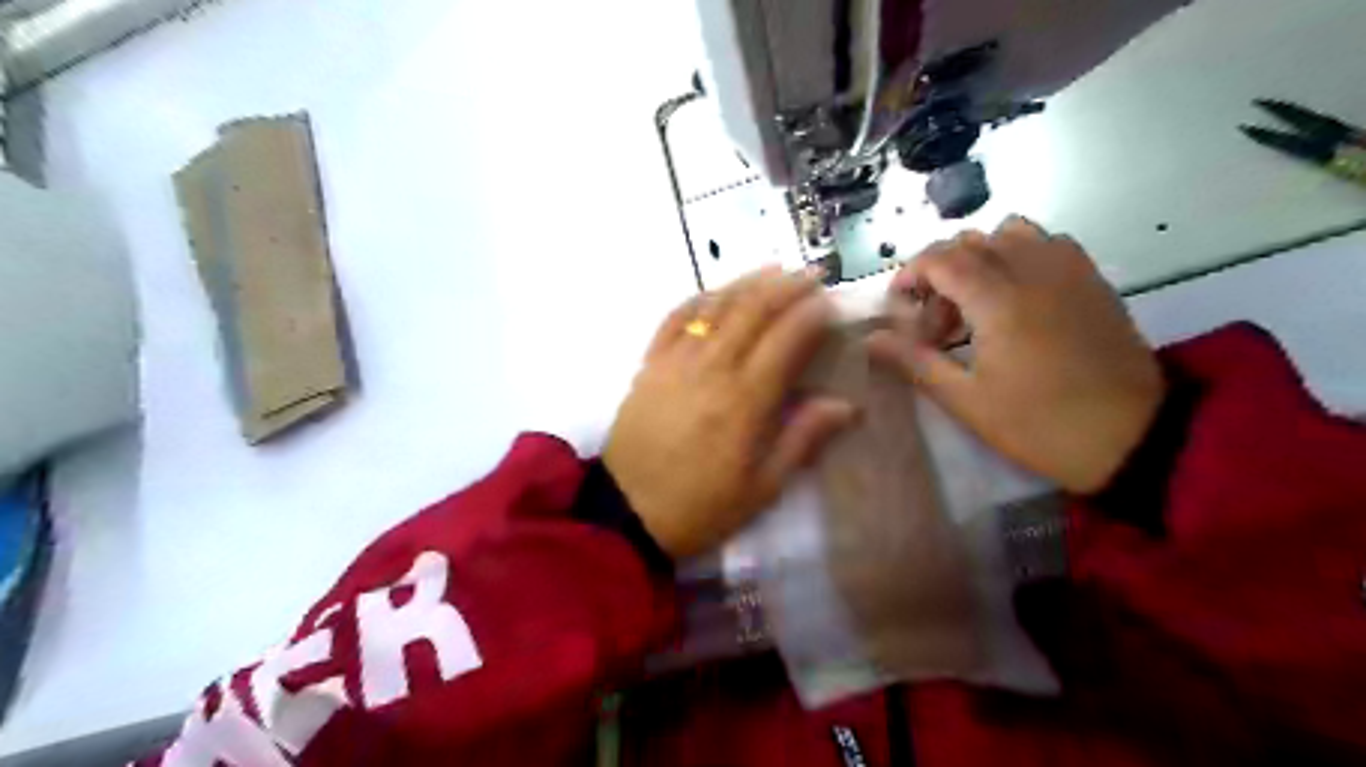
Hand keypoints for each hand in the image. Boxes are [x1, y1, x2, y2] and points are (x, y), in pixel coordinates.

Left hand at [605, 267, 851, 556]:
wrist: (627, 514)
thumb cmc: (701, 506)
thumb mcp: (762, 487)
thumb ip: (803, 439)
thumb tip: (846, 405)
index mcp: (744, 400)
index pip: (786, 339)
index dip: (812, 314)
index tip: (832, 304)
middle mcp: (711, 368)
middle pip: (752, 310)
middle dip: (786, 286)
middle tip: (812, 274)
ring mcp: (675, 361)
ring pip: (715, 306)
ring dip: (747, 283)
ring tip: (774, 270)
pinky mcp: (649, 365)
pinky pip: (674, 319)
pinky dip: (699, 299)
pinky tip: (716, 292)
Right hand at [875, 219, 1160, 494]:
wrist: (1134, 437)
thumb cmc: (1040, 424)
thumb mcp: (967, 401)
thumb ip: (915, 361)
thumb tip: (870, 339)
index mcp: (998, 299)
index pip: (940, 259)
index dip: (909, 275)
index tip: (897, 307)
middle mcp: (1032, 269)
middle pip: (970, 242)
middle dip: (939, 273)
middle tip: (936, 322)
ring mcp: (1068, 270)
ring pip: (1009, 233)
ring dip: (979, 258)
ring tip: (976, 303)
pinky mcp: (1092, 279)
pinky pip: (1046, 243)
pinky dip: (1019, 256)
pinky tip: (1016, 297)